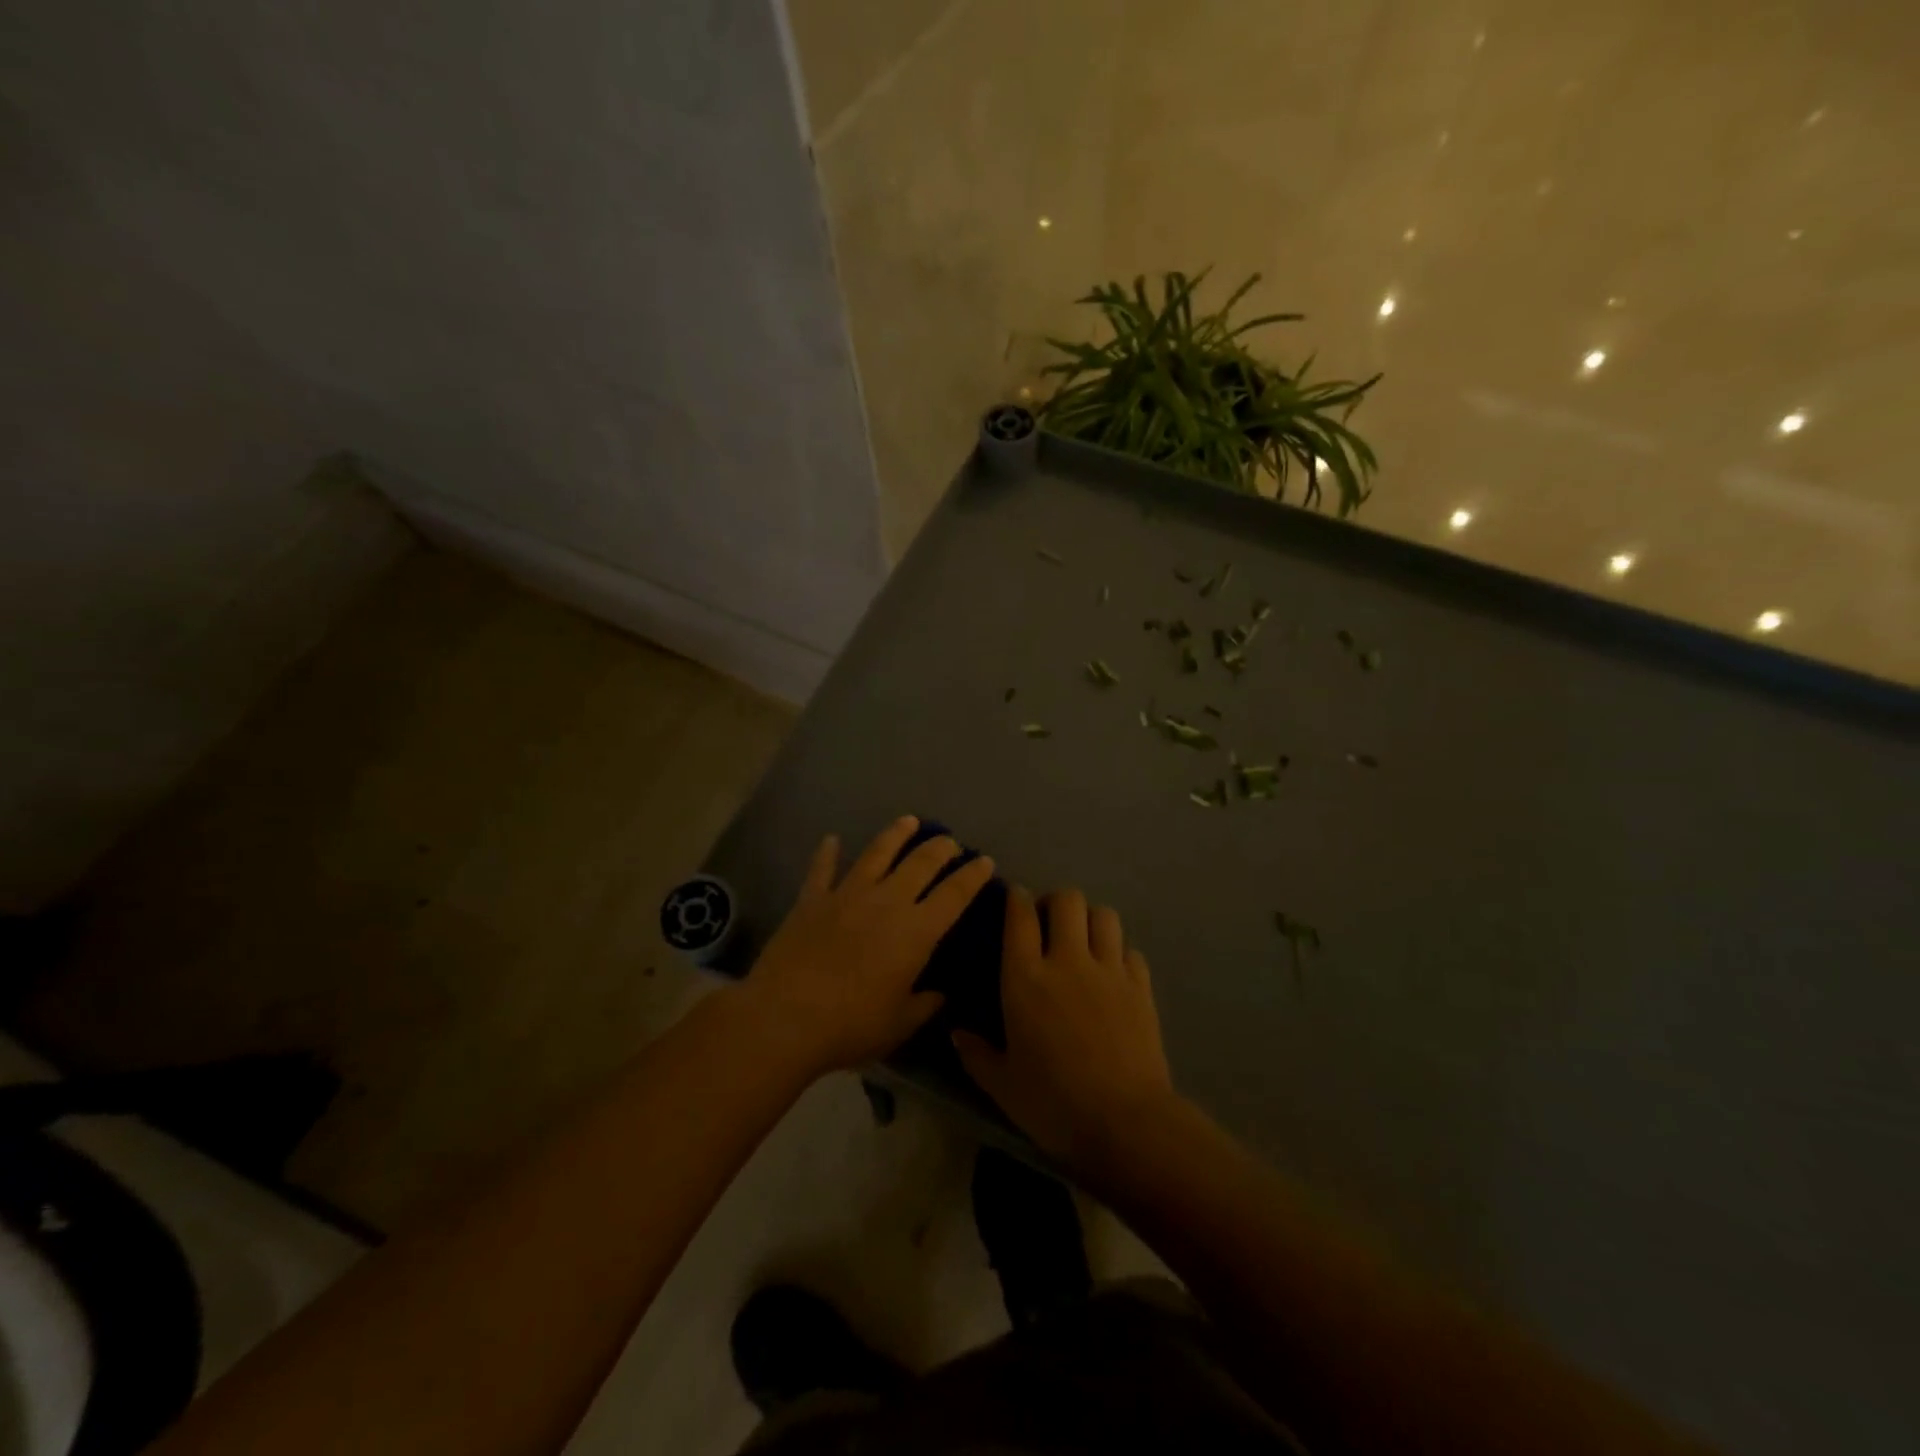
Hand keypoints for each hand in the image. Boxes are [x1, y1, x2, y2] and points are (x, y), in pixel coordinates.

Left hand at [737, 817, 994, 1076]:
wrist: (785, 1017)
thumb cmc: (851, 1025)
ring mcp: (847, 894)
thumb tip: (940, 993)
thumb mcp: (900, 1024)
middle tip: (950, 842)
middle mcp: (887, 901)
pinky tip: (832, 840)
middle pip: (921, 863)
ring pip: (877, 852)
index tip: (985, 861)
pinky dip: (827, 853)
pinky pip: (822, 868)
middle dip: (941, 848)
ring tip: (909, 821)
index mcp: (916, 931)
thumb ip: (925, 1004)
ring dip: (896, 834)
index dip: (973, 875)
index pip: (955, 894)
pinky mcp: (812, 899)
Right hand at [953, 887, 1175, 1170]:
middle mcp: (1068, 960)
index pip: (1020, 916)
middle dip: (1055, 902)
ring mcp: (1109, 970)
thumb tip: (956, 1033)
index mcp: (1026, 978)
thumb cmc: (1053, 1104)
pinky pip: (1129, 949)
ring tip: (1083, 940)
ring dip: (1090, 919)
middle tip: (1049, 923)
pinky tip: (1112, 972)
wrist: (1125, 1123)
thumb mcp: (1002, 1085)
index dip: (1017, 898)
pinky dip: (1118, 951)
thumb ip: (976, 1054)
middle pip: (1067, 900)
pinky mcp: (1141, 986)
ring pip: (1103, 914)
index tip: (1015, 899)